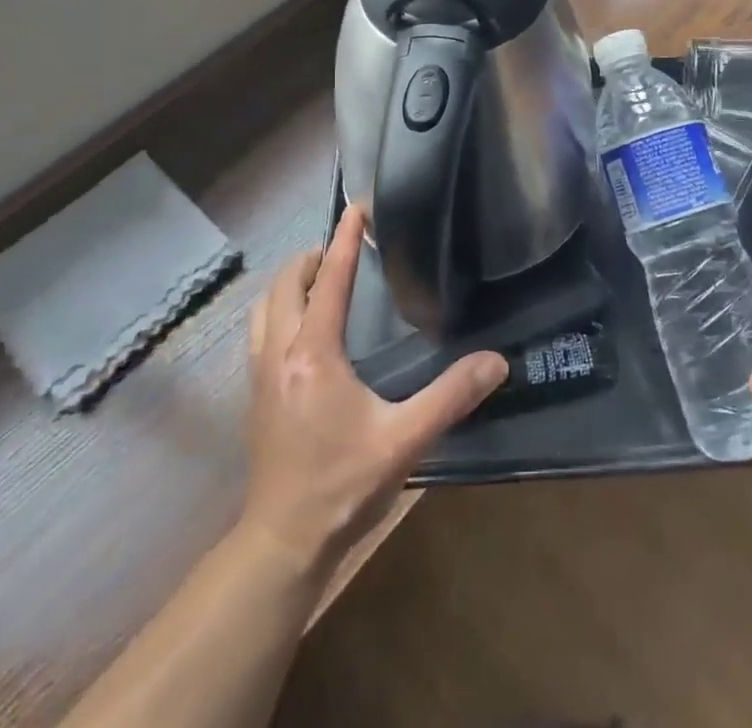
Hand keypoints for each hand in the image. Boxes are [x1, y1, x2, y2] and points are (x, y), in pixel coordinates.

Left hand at [241, 205, 505, 573]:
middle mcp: (279, 354)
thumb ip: (451, 397)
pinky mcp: (254, 396)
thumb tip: (497, 361)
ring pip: (264, 308)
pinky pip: (259, 332)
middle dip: (311, 256)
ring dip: (289, 283)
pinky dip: (278, 310)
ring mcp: (259, 375)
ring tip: (319, 279)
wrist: (282, 544)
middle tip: (342, 247)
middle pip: (285, 285)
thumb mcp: (404, 440)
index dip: (344, 240)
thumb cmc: (342, 486)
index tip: (356, 206)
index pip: (329, 280)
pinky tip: (300, 329)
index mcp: (313, 353)